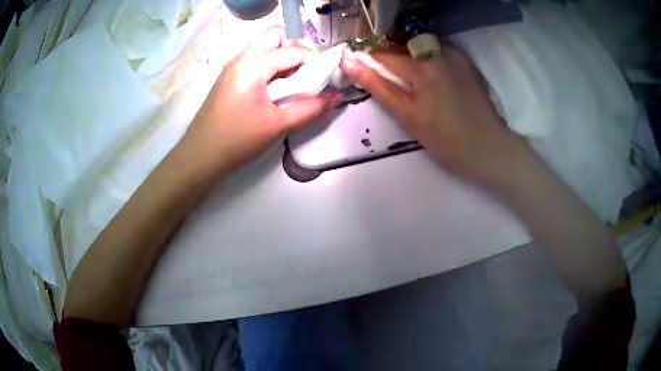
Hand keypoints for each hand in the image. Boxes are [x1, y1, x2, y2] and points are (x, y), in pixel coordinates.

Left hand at [181, 26, 341, 177]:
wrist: (199, 158)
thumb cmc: (238, 141)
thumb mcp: (278, 125)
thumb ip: (311, 109)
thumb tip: (338, 97)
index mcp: (252, 66)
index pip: (291, 51)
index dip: (314, 60)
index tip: (327, 76)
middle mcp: (241, 59)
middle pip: (274, 36)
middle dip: (295, 49)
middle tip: (305, 73)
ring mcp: (232, 67)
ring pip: (263, 46)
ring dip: (282, 56)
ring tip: (293, 82)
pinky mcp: (228, 77)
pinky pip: (254, 59)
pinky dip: (270, 65)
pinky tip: (275, 88)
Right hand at [341, 45, 522, 183]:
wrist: (489, 148)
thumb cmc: (446, 140)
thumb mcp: (408, 116)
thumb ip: (379, 86)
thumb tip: (350, 64)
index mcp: (422, 67)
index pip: (385, 55)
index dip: (369, 60)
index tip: (359, 66)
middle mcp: (439, 53)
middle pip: (403, 47)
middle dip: (391, 59)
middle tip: (388, 78)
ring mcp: (456, 56)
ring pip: (421, 47)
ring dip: (410, 56)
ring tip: (410, 78)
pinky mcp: (467, 62)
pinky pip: (440, 50)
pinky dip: (429, 57)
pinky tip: (431, 75)